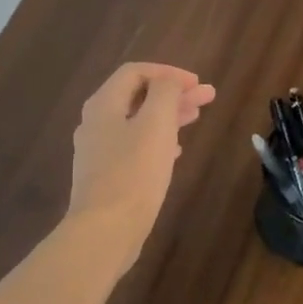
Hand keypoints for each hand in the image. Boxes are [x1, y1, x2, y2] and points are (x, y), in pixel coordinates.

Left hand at [67, 62, 215, 273]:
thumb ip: (165, 93)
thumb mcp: (156, 125)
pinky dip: (157, 141)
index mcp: (103, 105)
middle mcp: (95, 123)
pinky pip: (133, 147)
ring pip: (137, 122)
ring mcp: (98, 152)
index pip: (135, 72)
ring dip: (167, 116)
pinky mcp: (105, 177)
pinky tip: (174, 151)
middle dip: (173, 94)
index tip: (197, 84)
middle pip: (137, 97)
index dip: (168, 72)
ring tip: (195, 118)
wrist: (105, 231)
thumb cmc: (133, 173)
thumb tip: (169, 82)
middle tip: (207, 98)